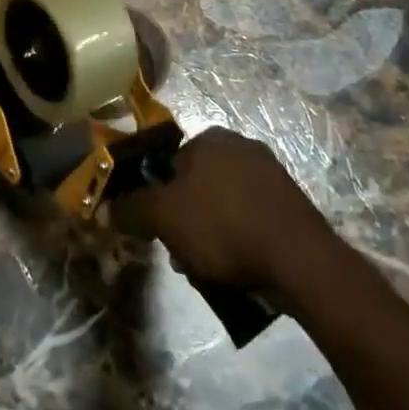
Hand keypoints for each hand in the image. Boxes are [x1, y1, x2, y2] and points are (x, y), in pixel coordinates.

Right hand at [112, 128, 327, 291]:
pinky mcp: (292, 205)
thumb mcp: (164, 217)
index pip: (168, 164)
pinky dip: (240, 241)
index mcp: (210, 138)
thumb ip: (131, 208)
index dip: (157, 199)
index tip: (159, 231)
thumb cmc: (224, 226)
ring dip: (211, 235)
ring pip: (222, 206)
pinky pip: (251, 220)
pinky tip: (239, 269)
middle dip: (186, 222)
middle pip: (195, 187)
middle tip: (184, 255)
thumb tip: (107, 207)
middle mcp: (241, 146)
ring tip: (211, 271)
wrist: (301, 261)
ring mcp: (271, 175)